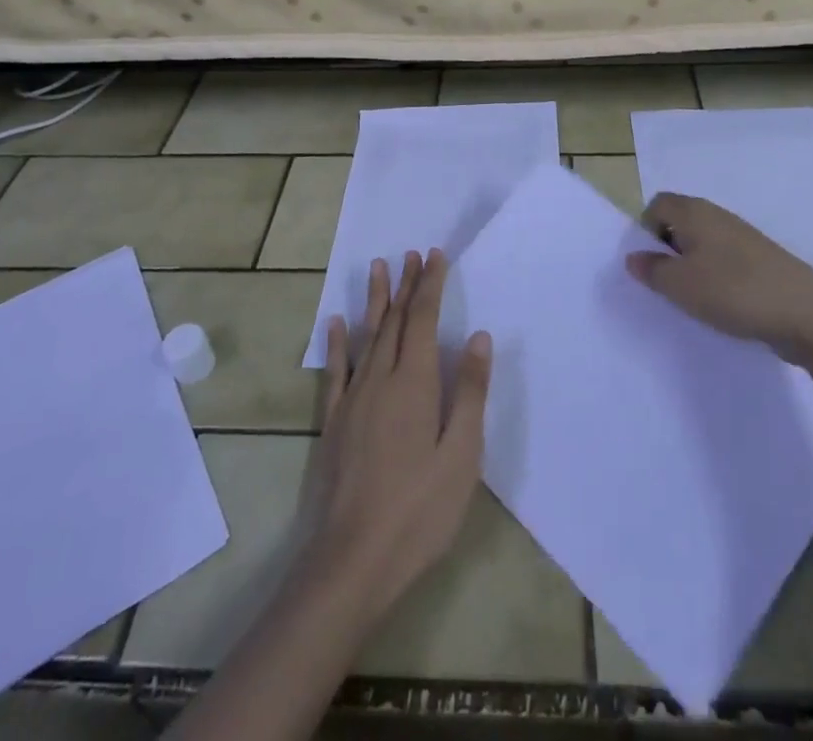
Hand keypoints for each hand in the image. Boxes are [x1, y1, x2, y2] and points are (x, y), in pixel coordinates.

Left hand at [300, 250, 491, 621]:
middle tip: (412, 253)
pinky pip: (336, 370)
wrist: (353, 559)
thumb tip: (478, 336)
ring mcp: (353, 399)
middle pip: (395, 320)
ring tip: (378, 266)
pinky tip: (336, 323)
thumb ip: (469, 392)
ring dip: (374, 299)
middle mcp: (381, 379)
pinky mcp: (335, 422)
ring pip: (366, 336)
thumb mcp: (461, 454)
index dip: (430, 285)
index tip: (435, 256)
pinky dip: (337, 343)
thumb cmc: (419, 509)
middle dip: (406, 284)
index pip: (423, 319)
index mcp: (414, 382)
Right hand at [626, 192, 812, 349]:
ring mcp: (743, 237)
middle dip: (668, 250)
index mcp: (694, 212)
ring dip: (693, 267)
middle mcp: (718, 216)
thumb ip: (651, 270)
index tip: (650, 262)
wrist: (807, 313)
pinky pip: (726, 261)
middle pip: (680, 222)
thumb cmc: (733, 291)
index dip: (646, 229)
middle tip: (668, 283)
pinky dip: (718, 278)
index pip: (657, 204)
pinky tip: (723, 305)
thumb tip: (634, 257)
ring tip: (695, 299)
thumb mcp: (679, 285)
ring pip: (704, 244)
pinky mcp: (762, 260)